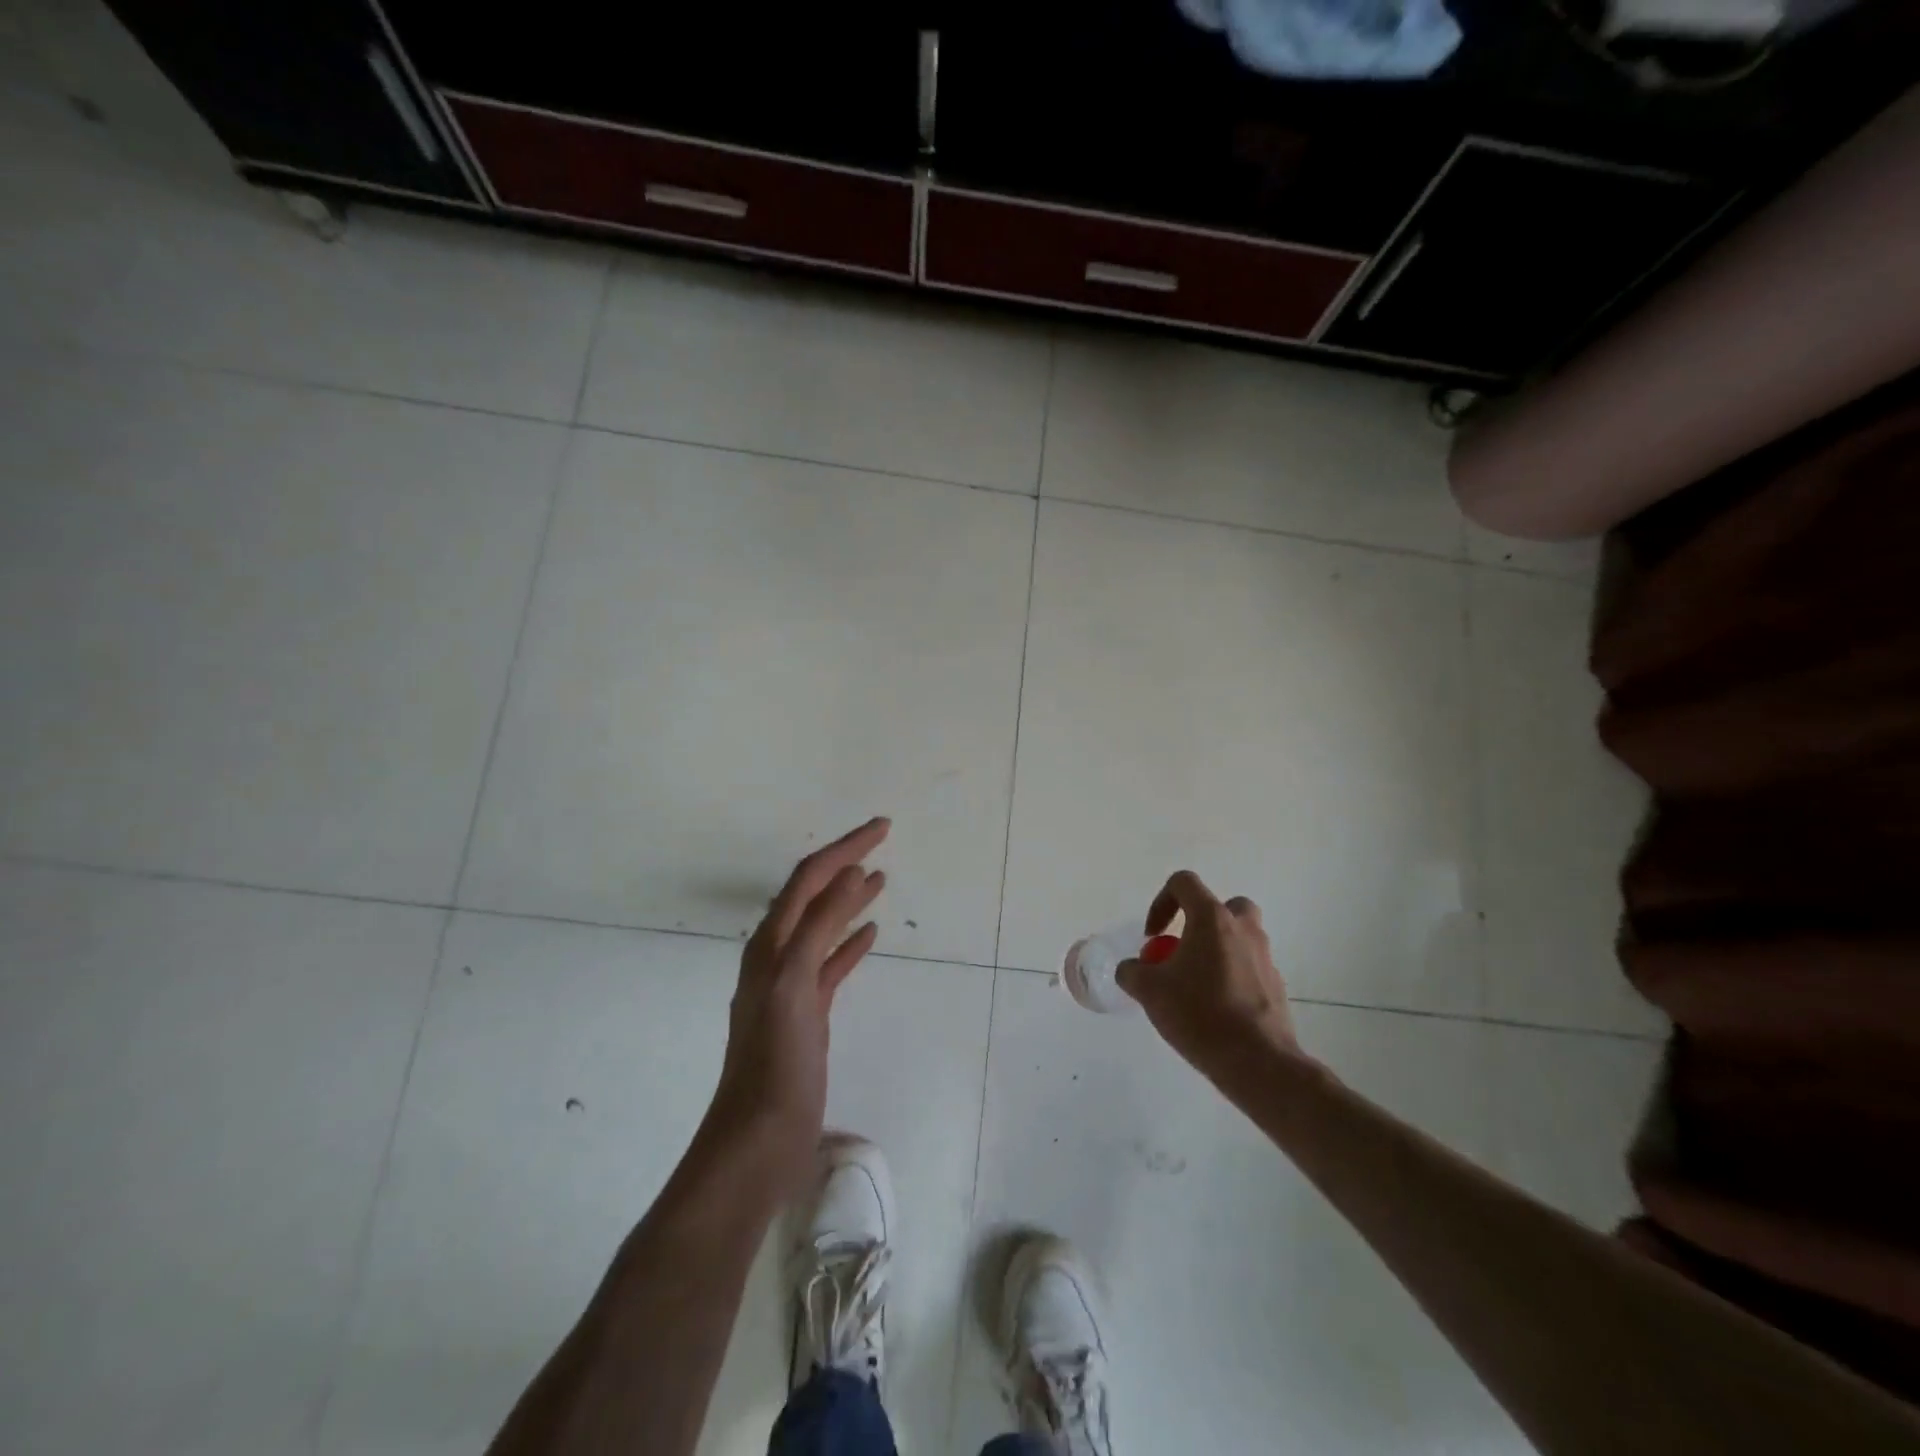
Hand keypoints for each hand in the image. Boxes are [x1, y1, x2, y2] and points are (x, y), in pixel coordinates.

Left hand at [708, 817, 889, 1195]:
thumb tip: (848, 872)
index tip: (882, 827)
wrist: (757, 1141)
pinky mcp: (808, 1012)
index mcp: (771, 943)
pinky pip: (832, 963)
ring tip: (880, 878)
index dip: (844, 848)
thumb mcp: (795, 985)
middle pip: (815, 894)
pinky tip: (871, 935)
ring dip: (849, 898)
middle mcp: (778, 955)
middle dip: (846, 863)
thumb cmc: (775, 1062)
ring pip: (825, 926)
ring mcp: (792, 985)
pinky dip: (851, 943)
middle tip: (881, 840)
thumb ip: (819, 926)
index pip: (809, 878)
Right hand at [1117, 871, 1306, 1076]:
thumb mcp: (1149, 991)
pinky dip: (1232, 977)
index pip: (1184, 883)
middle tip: (1183, 949)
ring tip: (1196, 984)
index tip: (1153, 936)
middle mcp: (1243, 929)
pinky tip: (1215, 1009)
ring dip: (1217, 950)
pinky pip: (1249, 967)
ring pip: (1240, 937)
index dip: (1161, 902)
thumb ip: (1132, 972)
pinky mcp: (1276, 986)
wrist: (1258, 1062)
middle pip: (1223, 906)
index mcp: (1212, 919)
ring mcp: (1265, 957)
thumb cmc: (1200, 1014)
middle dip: (1200, 922)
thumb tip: (1131, 969)